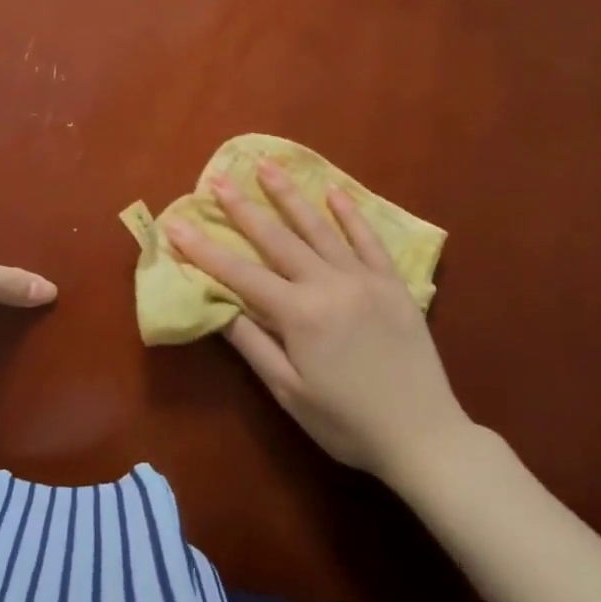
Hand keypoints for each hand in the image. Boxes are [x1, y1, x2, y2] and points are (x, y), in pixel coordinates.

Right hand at [167, 162, 473, 482]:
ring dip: (290, 195)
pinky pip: (368, 239)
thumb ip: (252, 343)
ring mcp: (364, 279)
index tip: (176, 224)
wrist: (424, 436)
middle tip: (217, 179)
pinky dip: (350, 214)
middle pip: (276, 238)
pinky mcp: (392, 283)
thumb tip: (215, 304)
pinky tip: (334, 191)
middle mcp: (328, 284)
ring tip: (267, 165)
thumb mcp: (288, 391)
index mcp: (299, 314)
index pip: (239, 274)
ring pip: (319, 228)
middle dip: (242, 208)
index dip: (204, 250)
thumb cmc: (347, 423)